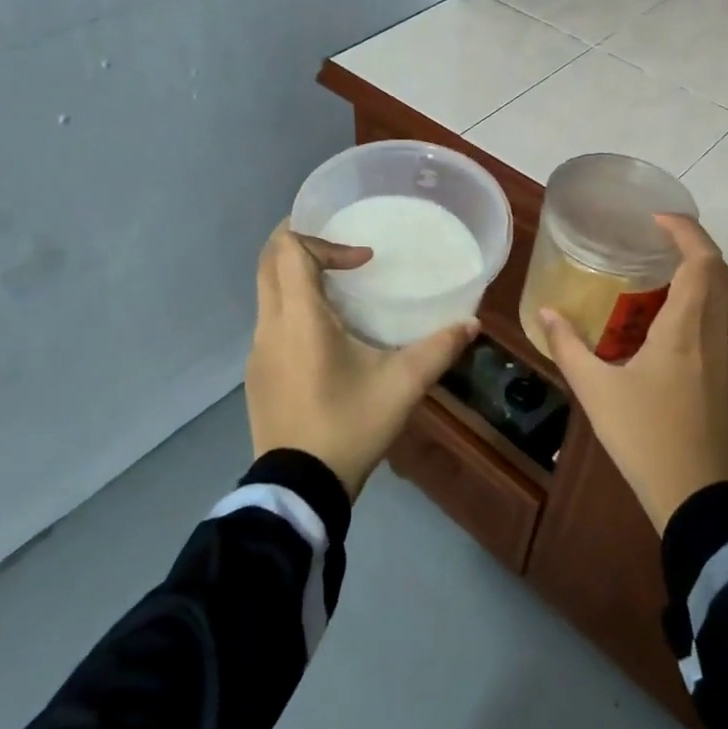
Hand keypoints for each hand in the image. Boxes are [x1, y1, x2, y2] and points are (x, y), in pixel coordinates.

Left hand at [246, 221, 476, 500]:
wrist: (299, 487)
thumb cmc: (349, 426)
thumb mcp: (402, 386)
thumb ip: (438, 350)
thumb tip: (471, 324)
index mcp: (299, 318)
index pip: (289, 248)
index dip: (325, 241)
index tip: (362, 261)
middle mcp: (270, 325)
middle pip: (269, 260)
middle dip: (301, 242)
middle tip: (341, 250)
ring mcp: (257, 350)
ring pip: (266, 291)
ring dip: (296, 278)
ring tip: (338, 290)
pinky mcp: (256, 373)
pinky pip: (269, 322)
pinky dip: (292, 308)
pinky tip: (324, 338)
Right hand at [537, 214, 727, 532]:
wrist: (694, 493)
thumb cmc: (644, 436)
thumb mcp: (595, 390)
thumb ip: (568, 347)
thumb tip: (546, 312)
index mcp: (684, 329)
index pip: (701, 261)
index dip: (686, 231)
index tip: (656, 218)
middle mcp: (710, 333)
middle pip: (718, 271)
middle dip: (692, 244)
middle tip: (654, 235)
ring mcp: (720, 355)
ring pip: (720, 295)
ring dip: (696, 270)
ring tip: (654, 266)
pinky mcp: (720, 374)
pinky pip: (713, 317)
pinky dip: (695, 297)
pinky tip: (660, 313)